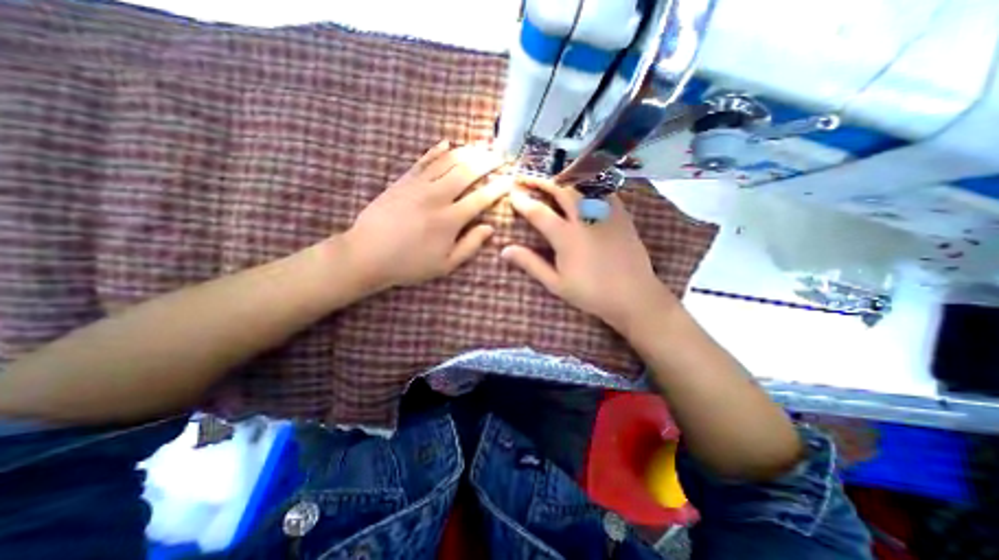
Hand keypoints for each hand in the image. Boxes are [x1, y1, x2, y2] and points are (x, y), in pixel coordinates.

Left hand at [345, 140, 509, 290]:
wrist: (367, 254)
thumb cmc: (409, 264)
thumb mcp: (445, 265)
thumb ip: (470, 246)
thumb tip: (489, 228)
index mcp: (450, 220)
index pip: (481, 198)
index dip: (498, 188)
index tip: (510, 179)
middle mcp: (437, 197)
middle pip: (467, 172)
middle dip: (487, 161)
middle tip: (500, 154)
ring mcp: (418, 186)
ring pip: (447, 162)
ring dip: (467, 151)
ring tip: (481, 144)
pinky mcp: (402, 181)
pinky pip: (423, 161)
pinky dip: (436, 150)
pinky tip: (447, 143)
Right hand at [503, 177, 675, 329]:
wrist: (633, 296)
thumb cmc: (591, 293)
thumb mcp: (556, 283)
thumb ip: (531, 264)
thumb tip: (505, 250)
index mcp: (566, 237)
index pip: (538, 212)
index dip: (522, 201)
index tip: (511, 192)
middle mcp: (585, 219)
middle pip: (561, 190)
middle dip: (541, 181)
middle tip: (526, 178)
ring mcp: (605, 214)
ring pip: (583, 186)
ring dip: (563, 179)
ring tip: (551, 178)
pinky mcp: (621, 215)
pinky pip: (604, 191)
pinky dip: (588, 184)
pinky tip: (582, 187)